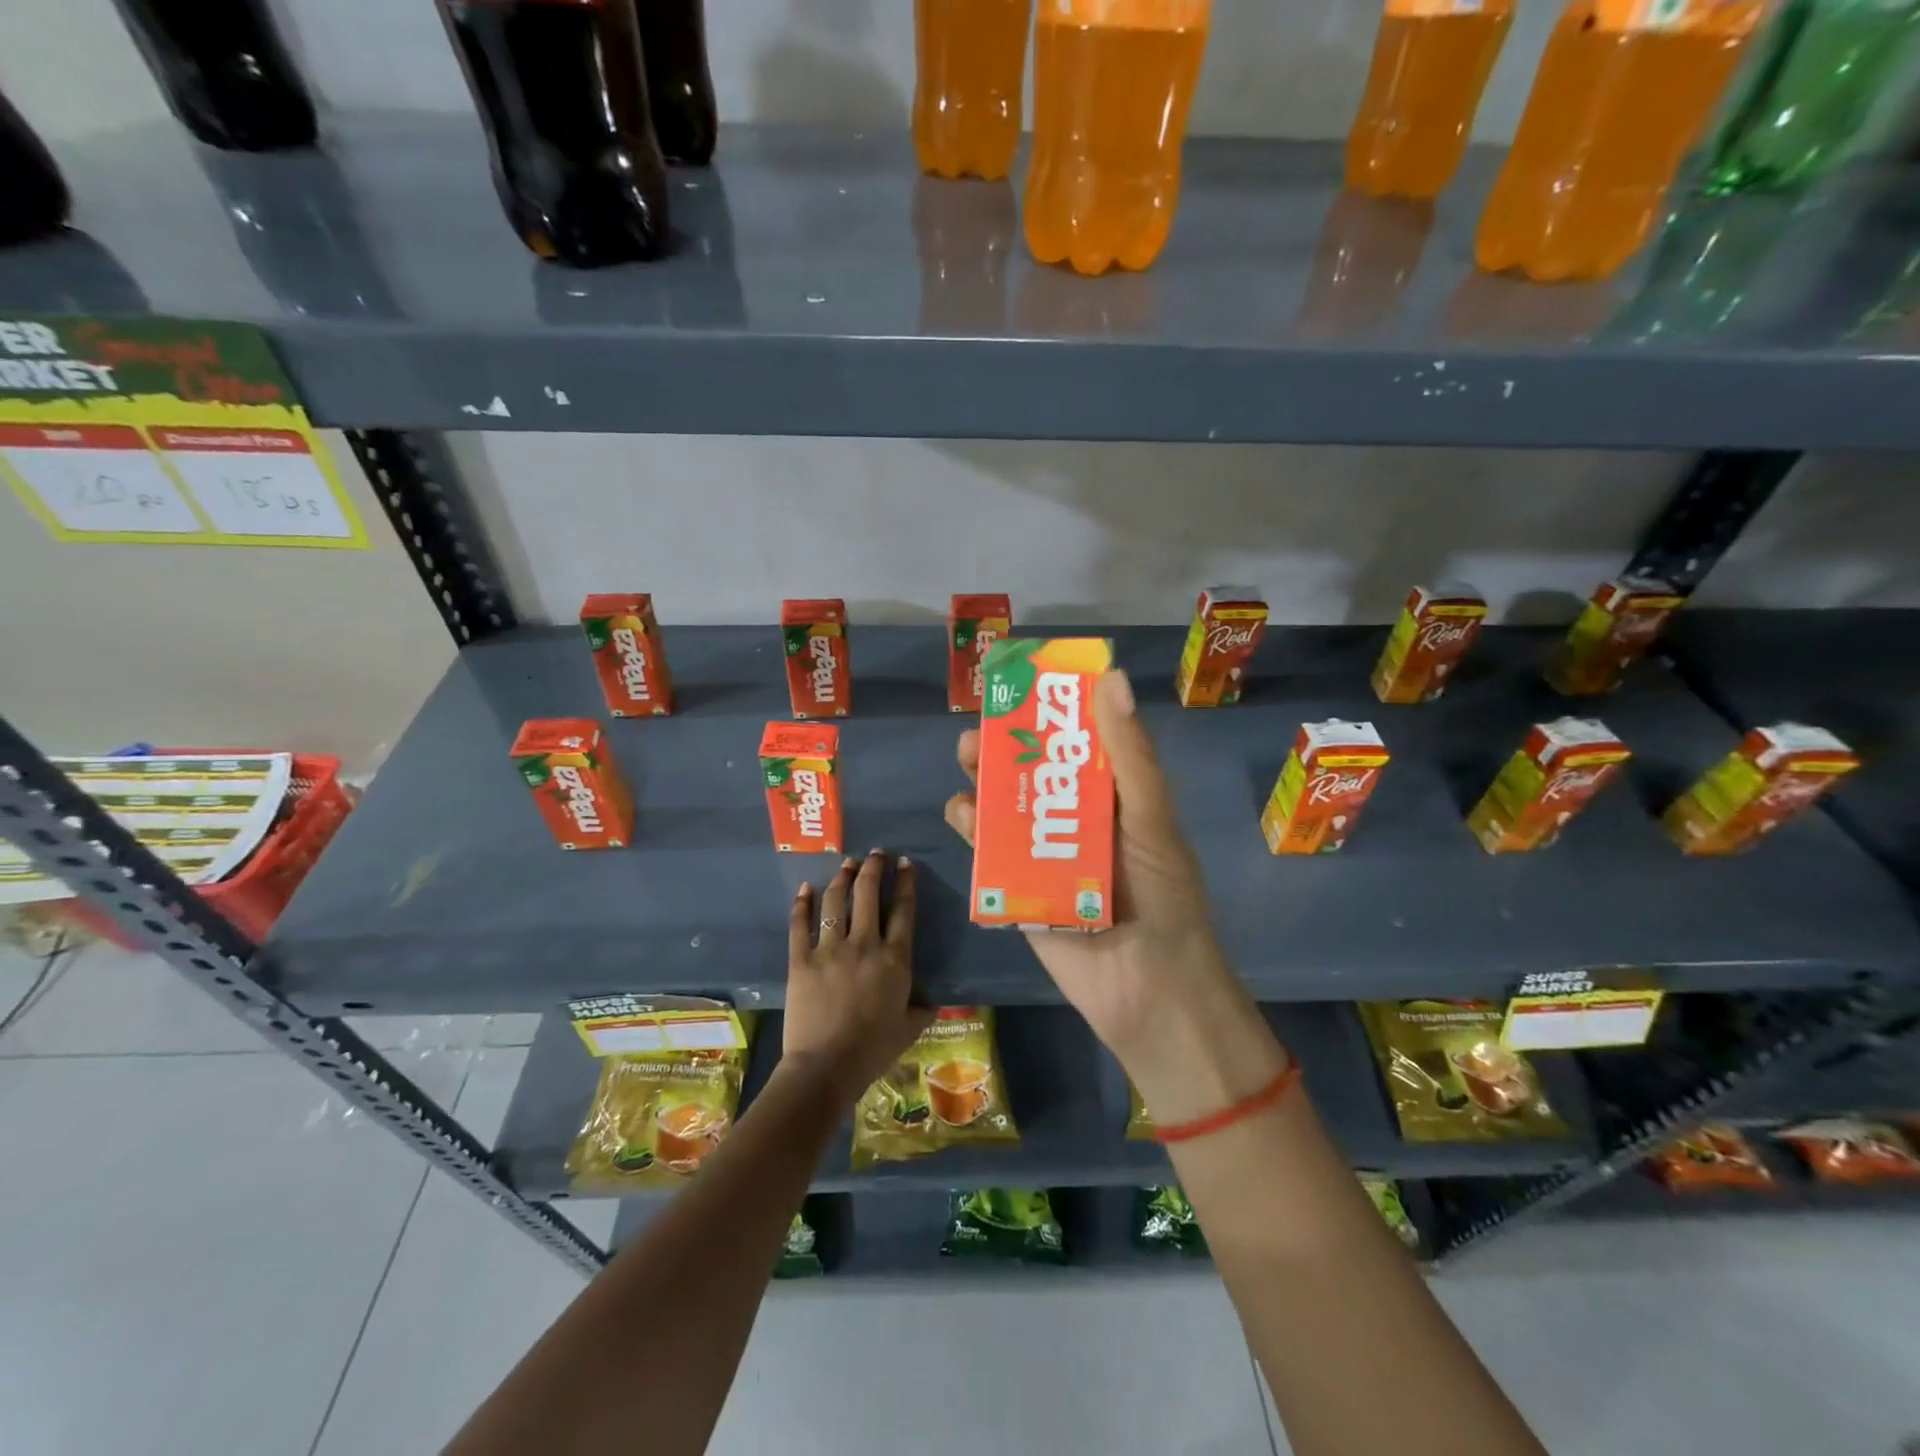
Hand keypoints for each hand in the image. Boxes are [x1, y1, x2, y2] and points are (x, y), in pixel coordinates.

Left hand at [782, 851, 933, 1100]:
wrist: (826, 1067)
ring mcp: (829, 950)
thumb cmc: (873, 1050)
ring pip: (836, 902)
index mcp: (895, 959)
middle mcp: (864, 945)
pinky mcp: (801, 960)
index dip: (905, 882)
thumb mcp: (910, 1029)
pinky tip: (805, 889)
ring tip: (846, 863)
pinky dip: (802, 904)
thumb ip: (923, 1008)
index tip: (905, 863)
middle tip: (875, 854)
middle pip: (869, 894)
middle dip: (873, 868)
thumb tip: (932, 1000)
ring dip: (842, 878)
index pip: (903, 910)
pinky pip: (800, 925)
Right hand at [944, 670, 1286, 1122]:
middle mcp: (1078, 821)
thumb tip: (1108, 678)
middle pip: (1034, 773)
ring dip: (984, 780)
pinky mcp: (1019, 889)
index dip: (1052, 712)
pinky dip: (973, 829)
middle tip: (980, 726)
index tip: (1024, 685)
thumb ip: (1129, 755)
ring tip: (966, 759)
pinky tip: (962, 812)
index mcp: (1115, 798)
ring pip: (1006, 807)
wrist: (1148, 990)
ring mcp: (1046, 855)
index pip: (1080, 743)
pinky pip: (990, 852)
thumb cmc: (1161, 896)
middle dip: (1006, 746)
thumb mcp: (1150, 818)